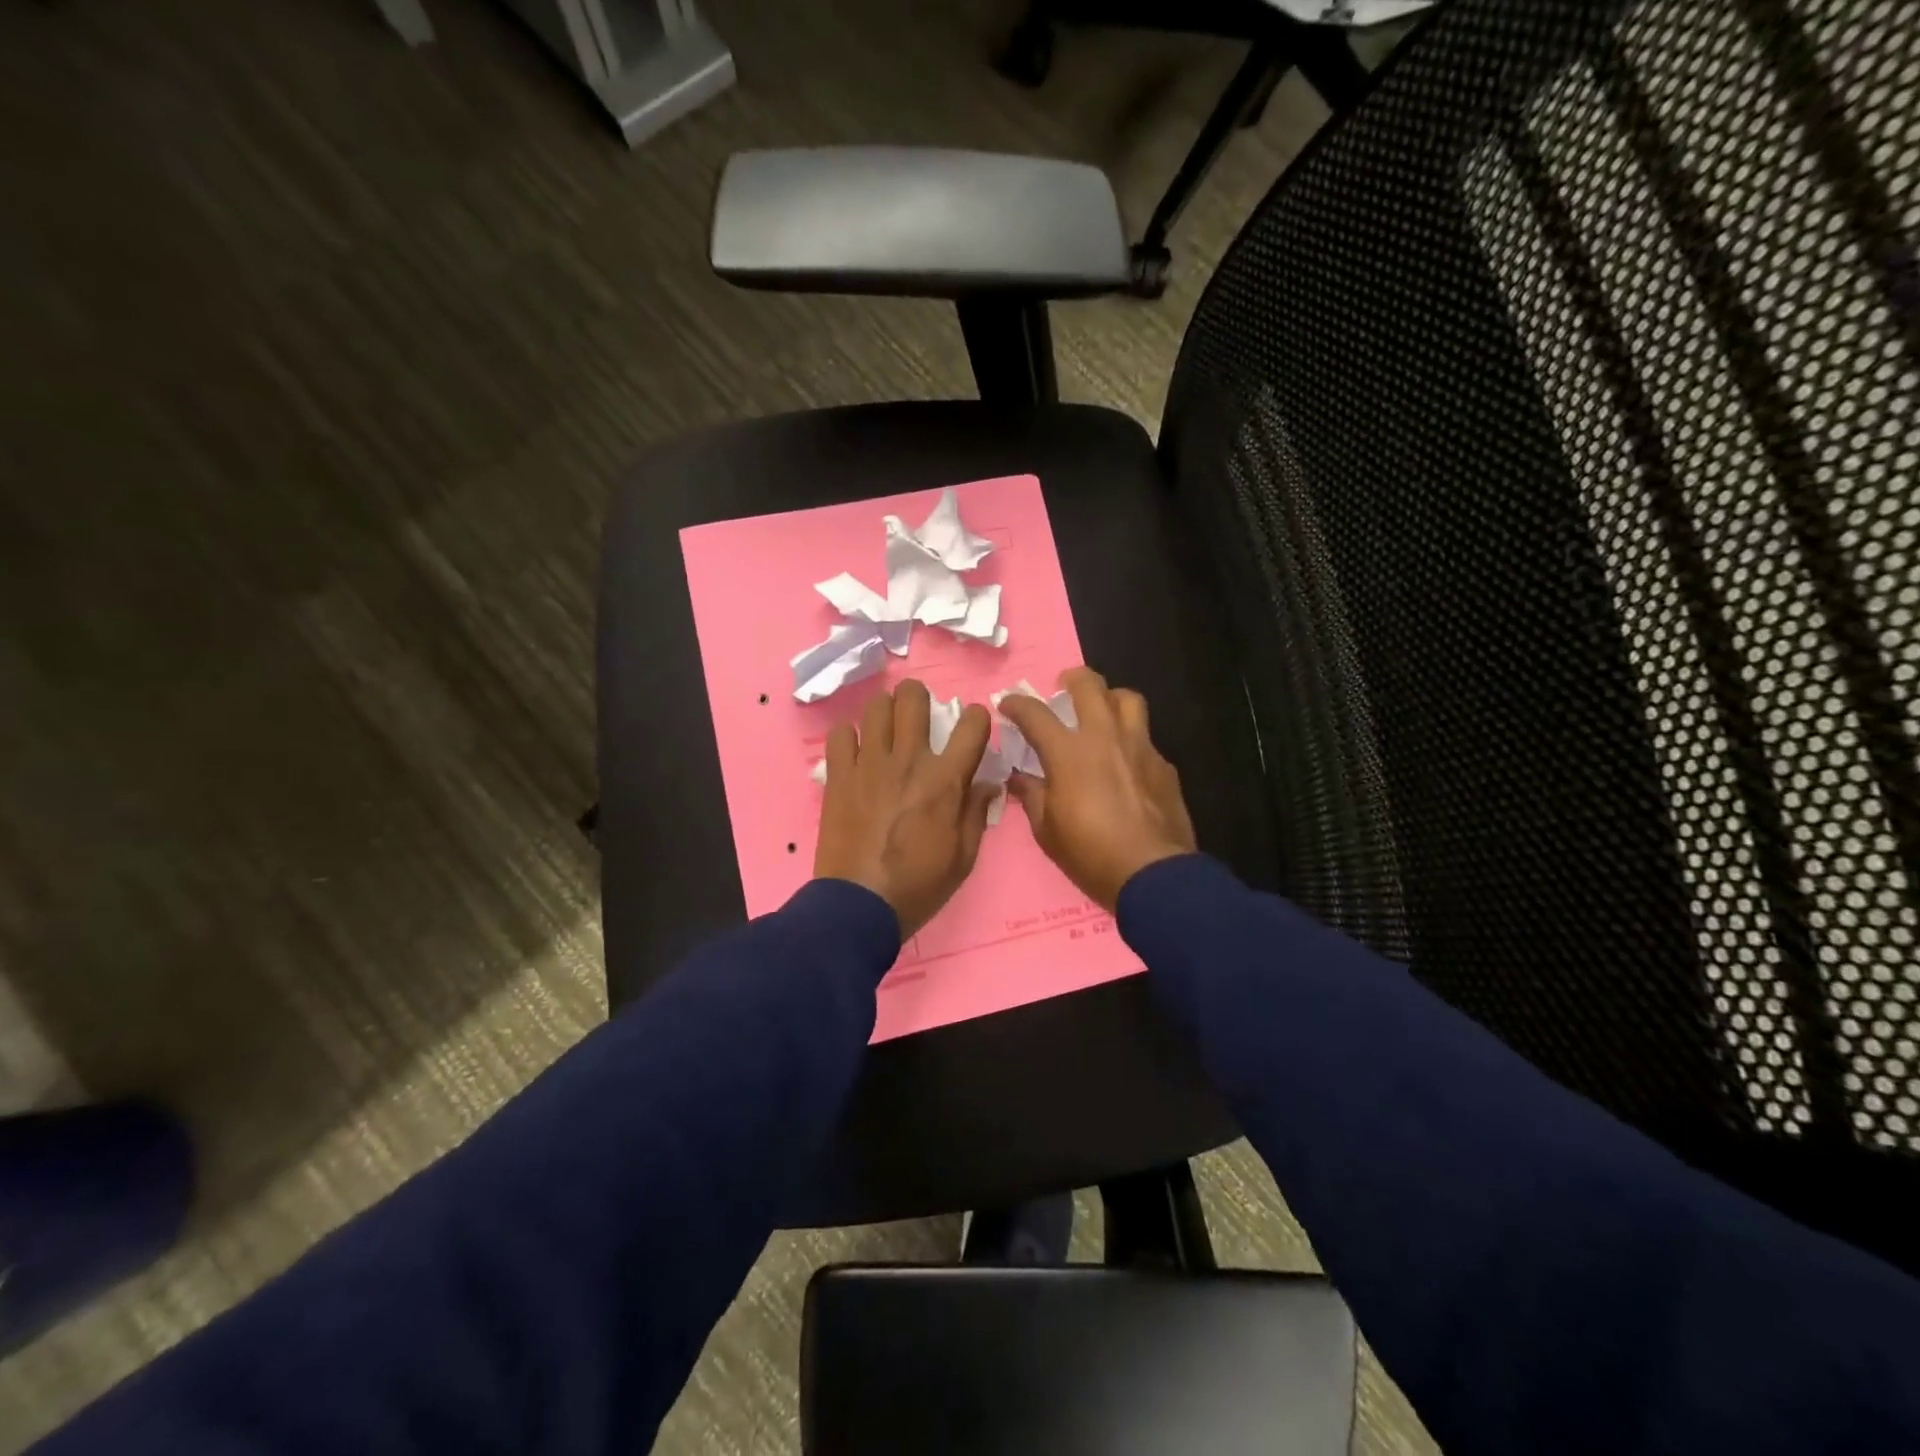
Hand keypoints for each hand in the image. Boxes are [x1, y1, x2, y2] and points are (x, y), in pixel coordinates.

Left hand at [814, 680, 998, 938]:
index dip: (977, 717)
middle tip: (919, 716)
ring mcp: (869, 764)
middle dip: (920, 698)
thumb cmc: (919, 885)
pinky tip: (856, 751)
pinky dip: (851, 735)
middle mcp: (908, 760)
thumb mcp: (964, 858)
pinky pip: (841, 734)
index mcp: (945, 780)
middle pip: (913, 698)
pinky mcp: (838, 775)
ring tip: (887, 729)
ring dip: (886, 711)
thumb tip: (988, 783)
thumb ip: (977, 814)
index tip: (972, 726)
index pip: (972, 724)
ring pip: (876, 707)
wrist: (859, 905)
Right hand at [999, 668, 1196, 912]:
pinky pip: (1146, 736)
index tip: (1008, 704)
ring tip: (1101, 711)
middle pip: (1090, 685)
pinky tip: (1126, 761)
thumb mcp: (1046, 831)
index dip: (1016, 704)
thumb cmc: (1090, 854)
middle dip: (1071, 678)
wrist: (1153, 874)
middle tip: (1063, 687)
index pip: (1035, 714)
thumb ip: (1032, 795)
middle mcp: (1105, 738)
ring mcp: (1139, 747)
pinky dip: (1130, 738)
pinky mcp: (1163, 765)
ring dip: (1110, 698)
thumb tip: (1019, 777)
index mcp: (1068, 753)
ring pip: (1128, 699)